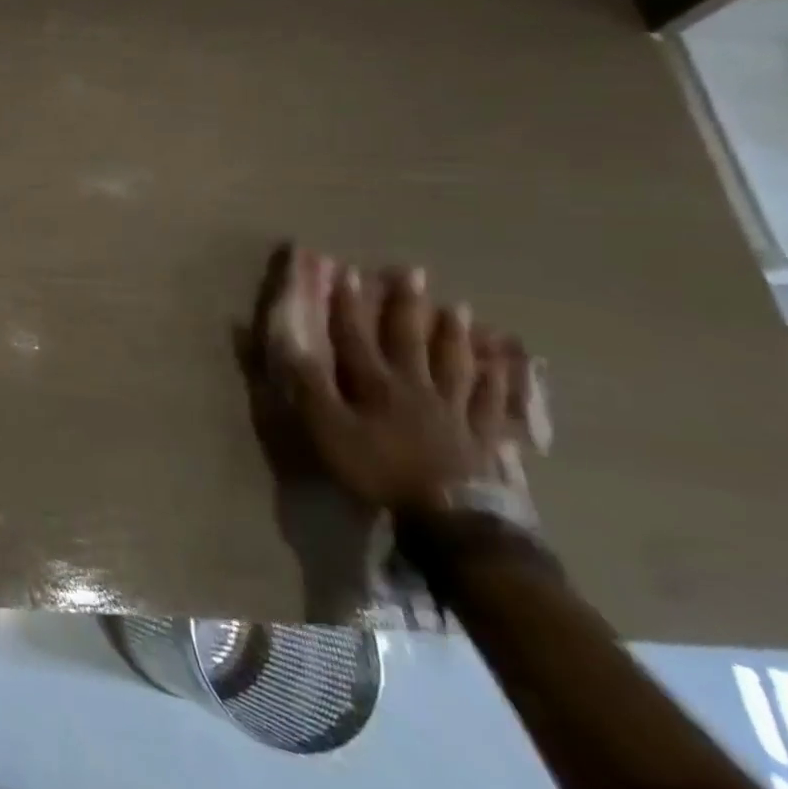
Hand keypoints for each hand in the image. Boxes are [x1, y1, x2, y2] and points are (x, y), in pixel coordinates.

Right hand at [276, 255, 522, 512]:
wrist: (450, 517)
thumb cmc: (379, 470)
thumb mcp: (328, 430)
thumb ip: (308, 386)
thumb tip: (285, 341)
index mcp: (375, 384)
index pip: (355, 336)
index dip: (348, 304)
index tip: (347, 272)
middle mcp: (416, 386)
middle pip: (409, 339)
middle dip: (406, 305)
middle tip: (413, 273)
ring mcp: (454, 410)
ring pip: (454, 363)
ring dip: (453, 335)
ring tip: (459, 309)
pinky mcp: (482, 436)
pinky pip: (491, 401)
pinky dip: (497, 381)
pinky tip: (502, 366)